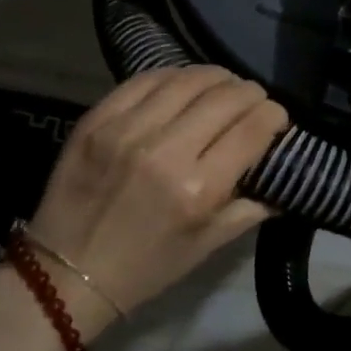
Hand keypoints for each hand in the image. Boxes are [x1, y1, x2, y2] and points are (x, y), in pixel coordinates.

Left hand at [26, 66, 288, 330]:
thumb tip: (285, 178)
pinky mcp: (97, 119)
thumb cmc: (146, 267)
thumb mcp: (208, 246)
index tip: (278, 119)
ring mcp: (126, 130)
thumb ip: (252, 208)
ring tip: (224, 87)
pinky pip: (146, 80)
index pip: (254, 128)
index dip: (275, 115)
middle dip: (252, 94)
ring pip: (189, 79)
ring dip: (217, 78)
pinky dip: (174, 76)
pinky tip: (184, 85)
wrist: (65, 274)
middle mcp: (165, 151)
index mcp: (198, 189)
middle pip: (226, 96)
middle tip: (254, 102)